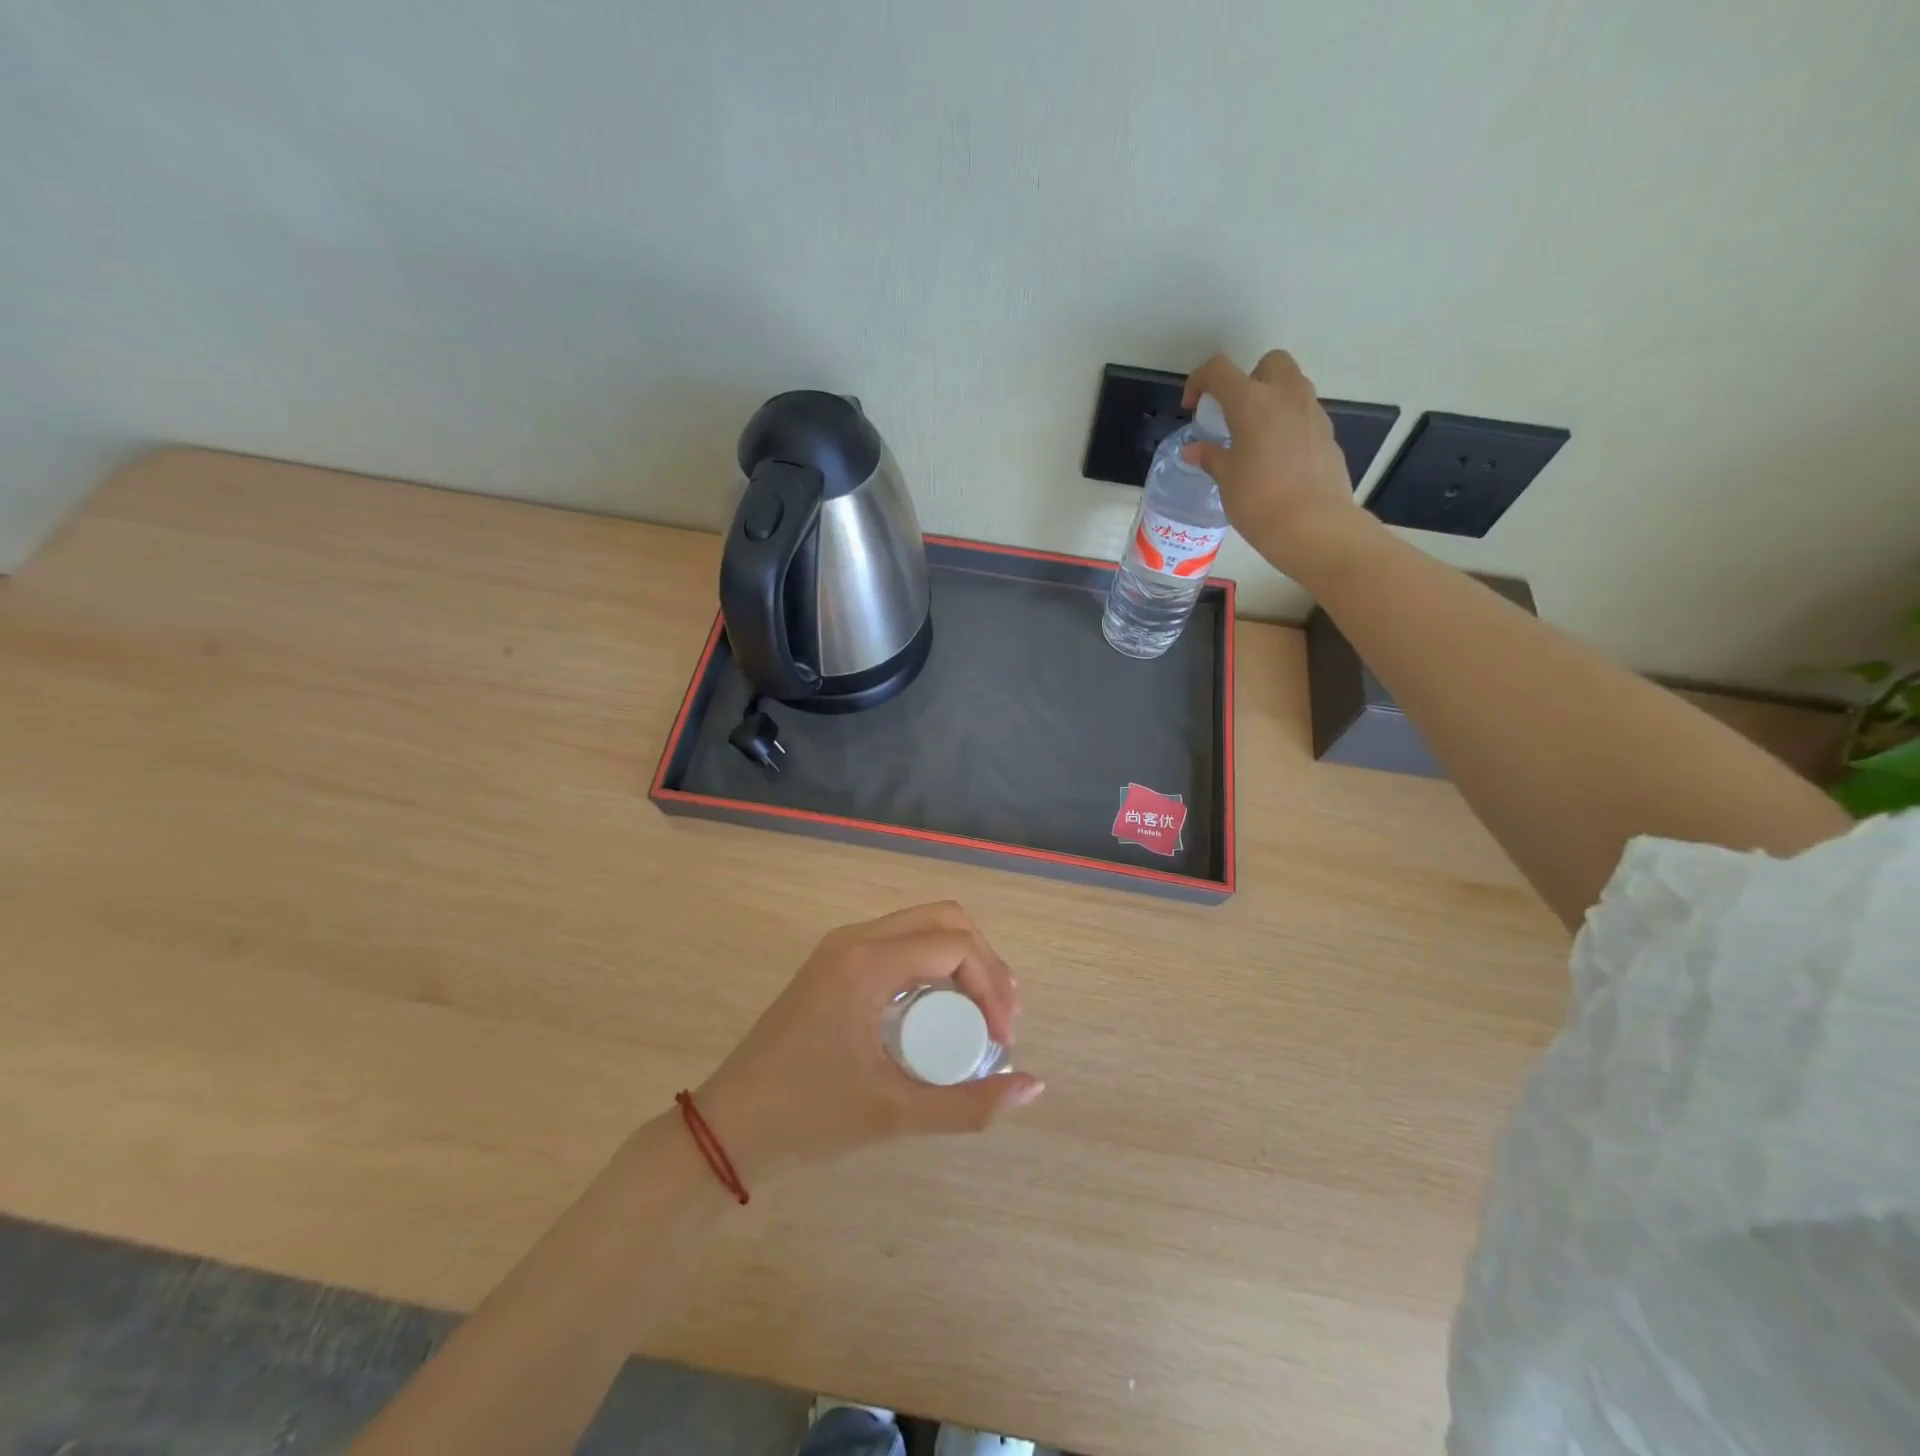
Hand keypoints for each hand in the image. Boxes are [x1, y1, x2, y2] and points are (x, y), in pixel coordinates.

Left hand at [694, 902, 1044, 1182]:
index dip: (993, 986)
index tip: (1004, 1040)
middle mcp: (856, 939)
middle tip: (1002, 1016)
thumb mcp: (894, 1115)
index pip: (955, 946)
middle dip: (984, 961)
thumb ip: (969, 1106)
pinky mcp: (834, 963)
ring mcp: (841, 947)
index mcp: (868, 963)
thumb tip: (1034, 1086)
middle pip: (943, 920)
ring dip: (960, 959)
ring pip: (921, 927)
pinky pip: (898, 943)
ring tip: (982, 1012)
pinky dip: (932, 965)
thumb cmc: (808, 1117)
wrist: (728, 1127)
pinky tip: (940, 1009)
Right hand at [1182, 351, 1368, 576]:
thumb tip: (1195, 450)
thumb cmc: (1259, 501)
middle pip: (1269, 363)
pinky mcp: (1328, 434)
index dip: (1200, 380)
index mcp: (1252, 402)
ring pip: (1292, 386)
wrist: (1313, 526)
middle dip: (1249, 378)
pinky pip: (1304, 415)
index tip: (1192, 405)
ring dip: (1271, 400)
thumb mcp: (1226, 480)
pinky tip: (1277, 458)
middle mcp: (1286, 396)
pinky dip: (1288, 424)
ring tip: (1255, 437)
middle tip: (1235, 412)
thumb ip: (1211, 457)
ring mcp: (1312, 413)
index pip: (1219, 370)